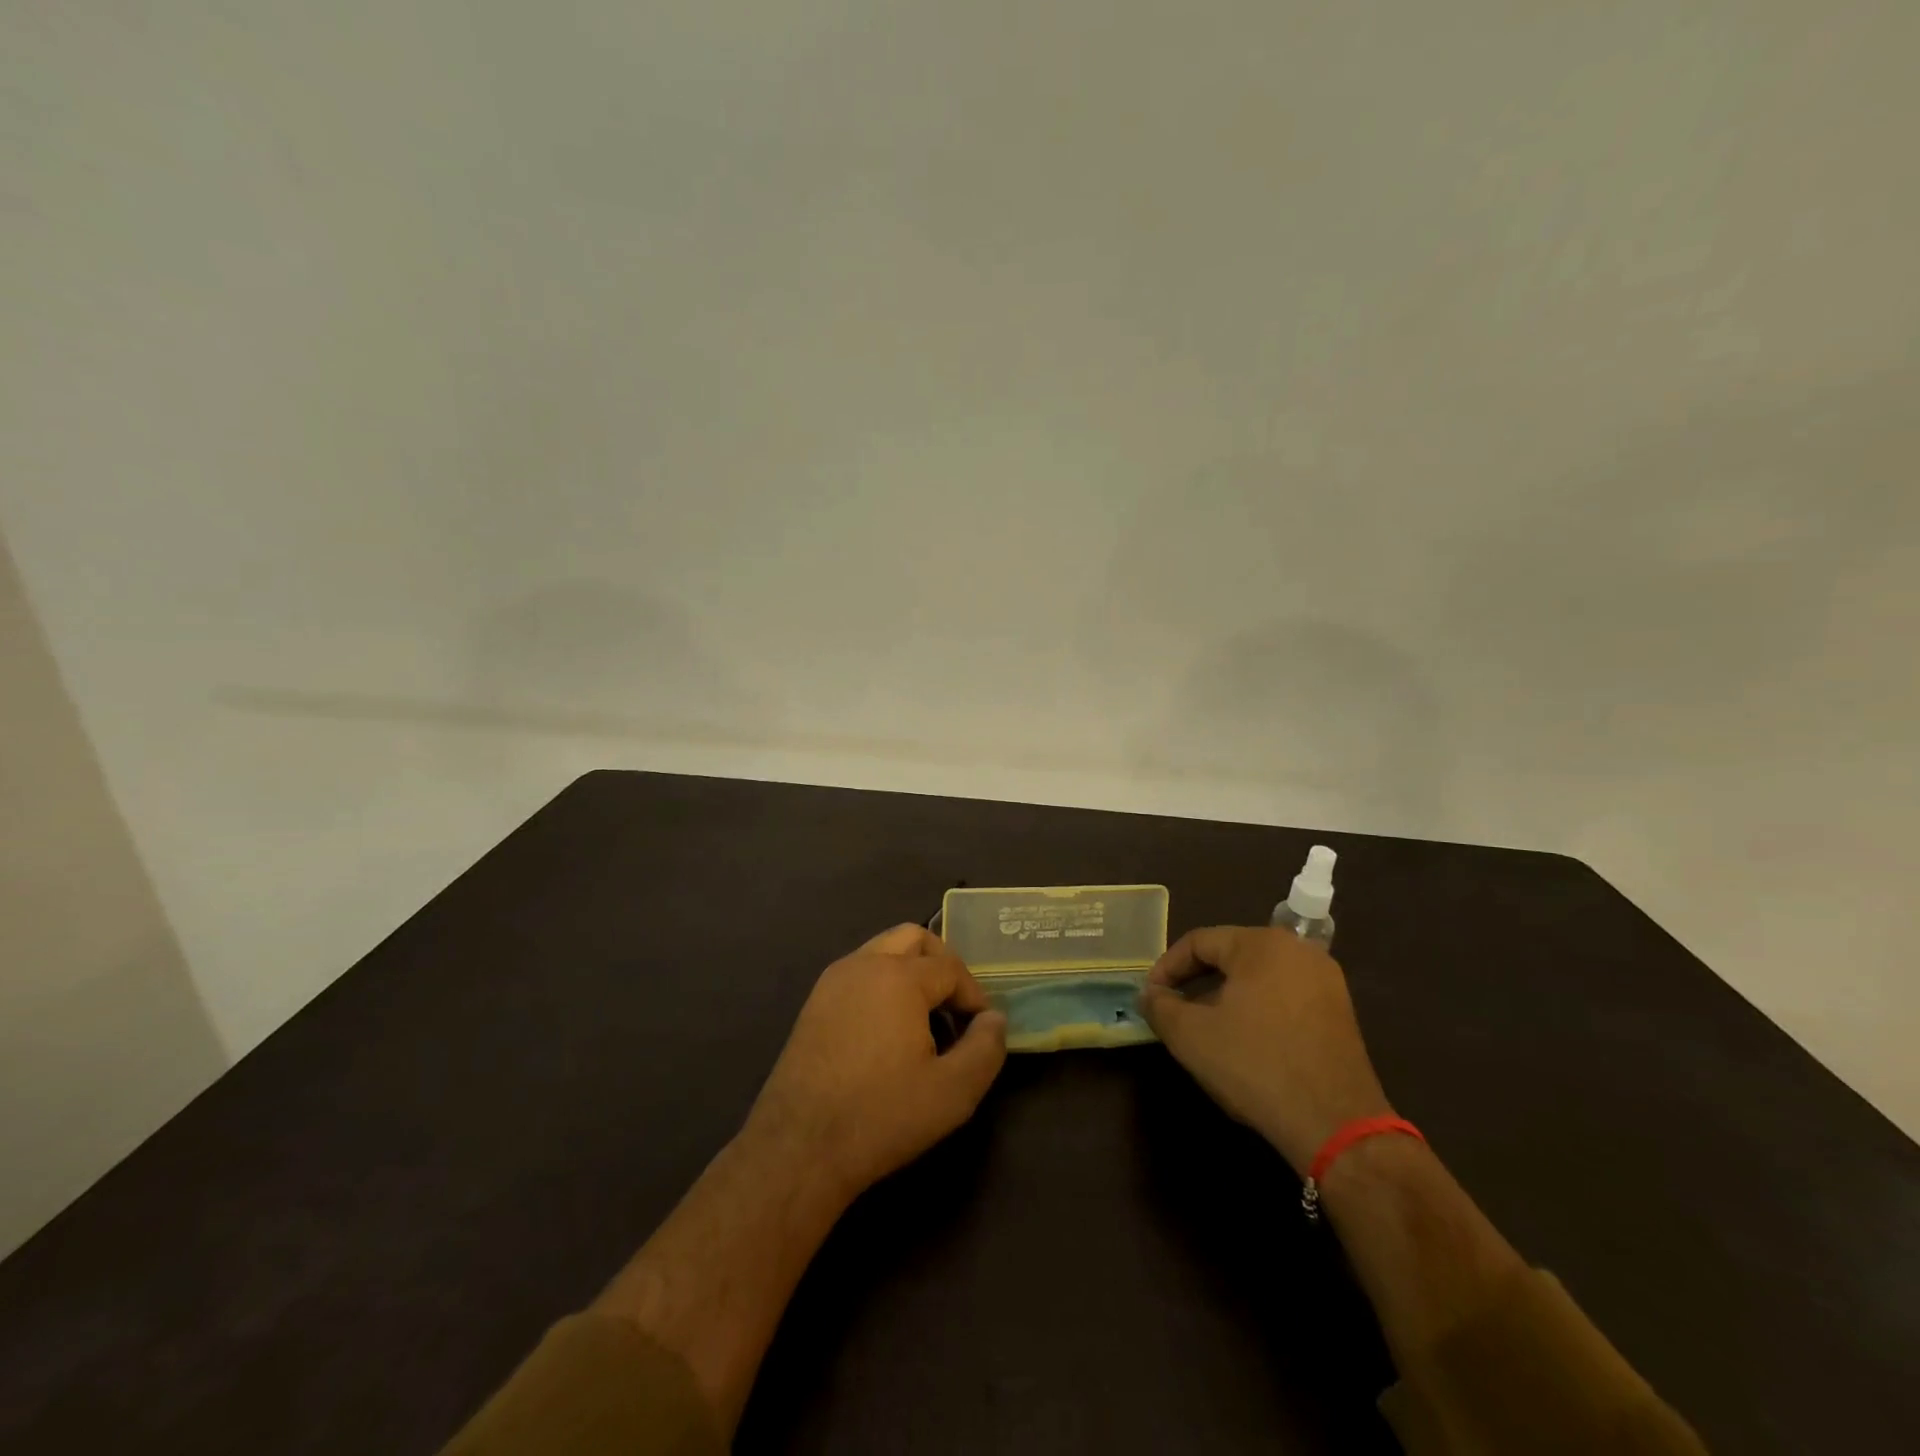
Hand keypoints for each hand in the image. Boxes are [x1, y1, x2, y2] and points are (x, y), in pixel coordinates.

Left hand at [745, 924, 1007, 1200]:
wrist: (799, 1148)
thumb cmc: (881, 1115)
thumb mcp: (953, 1091)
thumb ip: (986, 1048)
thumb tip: (994, 1018)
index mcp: (898, 976)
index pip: (951, 968)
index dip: (974, 995)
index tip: (981, 1030)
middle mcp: (864, 964)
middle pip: (914, 938)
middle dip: (942, 964)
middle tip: (955, 1006)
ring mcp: (833, 981)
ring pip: (883, 951)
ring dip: (911, 971)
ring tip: (925, 1019)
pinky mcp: (814, 1003)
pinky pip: (859, 973)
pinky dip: (883, 984)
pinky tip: (888, 1031)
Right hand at [1138, 926, 1391, 1171]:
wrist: (1336, 1124)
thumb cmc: (1256, 1065)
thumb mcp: (1191, 1036)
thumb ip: (1160, 1006)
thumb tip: (1149, 994)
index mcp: (1261, 944)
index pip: (1200, 941)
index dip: (1168, 967)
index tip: (1151, 995)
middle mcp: (1297, 950)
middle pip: (1231, 955)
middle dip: (1197, 981)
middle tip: (1174, 1008)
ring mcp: (1325, 981)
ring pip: (1258, 977)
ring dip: (1226, 996)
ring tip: (1205, 1027)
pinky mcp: (1339, 1012)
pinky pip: (1285, 996)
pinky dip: (1257, 1009)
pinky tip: (1245, 1041)